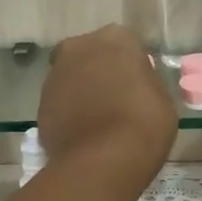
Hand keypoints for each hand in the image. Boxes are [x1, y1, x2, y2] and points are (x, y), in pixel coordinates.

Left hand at [37, 26, 176, 191]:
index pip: (125, 44)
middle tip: (116, 99)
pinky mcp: (40, 104)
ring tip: (99, 121)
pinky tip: (84, 134)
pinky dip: (69, 113)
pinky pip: (60, 103)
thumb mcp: (161, 99)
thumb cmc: (144, 124)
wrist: (102, 160)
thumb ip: (144, 82)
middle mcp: (79, 48)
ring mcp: (55, 76)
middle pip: (91, 55)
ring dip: (82, 92)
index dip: (131, 66)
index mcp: (115, 39)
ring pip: (72, 78)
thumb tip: (133, 85)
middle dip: (100, 72)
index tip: (138, 86)